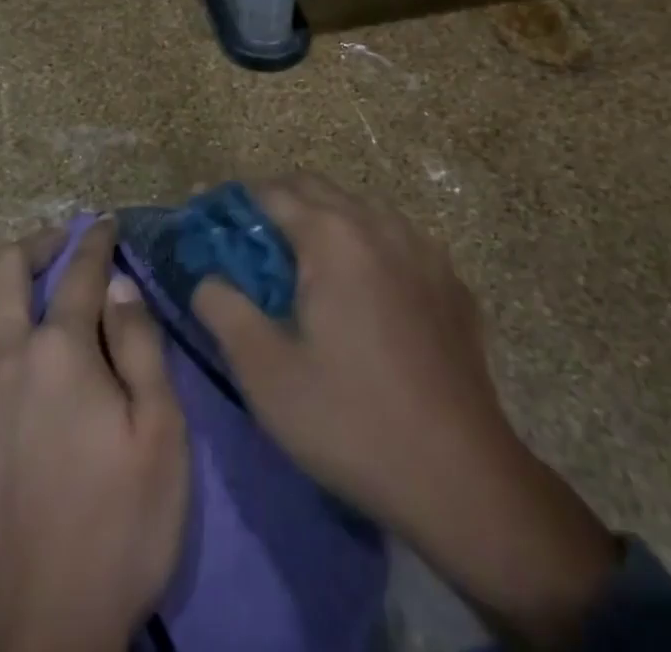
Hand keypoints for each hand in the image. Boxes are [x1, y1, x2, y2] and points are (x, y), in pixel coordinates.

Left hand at [0, 218, 189, 651]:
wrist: (43, 634)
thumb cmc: (119, 528)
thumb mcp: (161, 435)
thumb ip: (141, 347)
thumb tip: (119, 284)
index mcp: (61, 350)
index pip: (81, 272)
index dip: (95, 241)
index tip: (102, 223)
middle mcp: (2, 356)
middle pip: (4, 269)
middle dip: (33, 244)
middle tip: (54, 247)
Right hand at [193, 178, 615, 651]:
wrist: (464, 480)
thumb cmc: (351, 420)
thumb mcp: (265, 372)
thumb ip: (223, 309)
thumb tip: (206, 278)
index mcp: (332, 236)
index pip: (269, 192)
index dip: (232, 202)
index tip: (206, 220)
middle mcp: (378, 225)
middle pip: (315, 189)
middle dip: (275, 204)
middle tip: (247, 245)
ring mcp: (423, 250)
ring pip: (359, 210)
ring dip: (323, 221)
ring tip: (302, 266)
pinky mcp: (451, 282)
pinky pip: (396, 241)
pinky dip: (365, 246)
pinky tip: (363, 291)